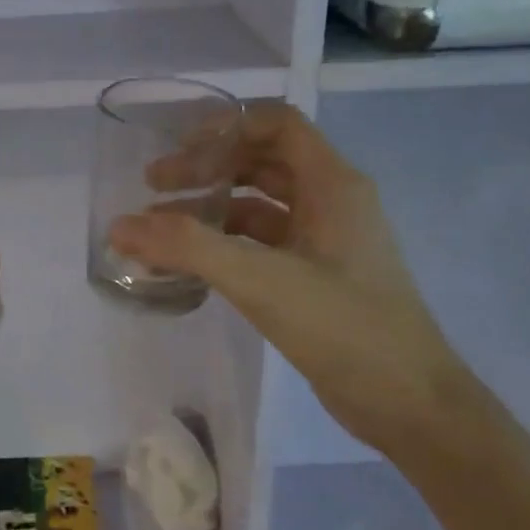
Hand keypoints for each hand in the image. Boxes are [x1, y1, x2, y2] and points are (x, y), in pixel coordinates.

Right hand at [109, 104, 479, 456]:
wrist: (409, 405)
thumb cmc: (344, 328)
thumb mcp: (261, 280)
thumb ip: (189, 248)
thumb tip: (119, 226)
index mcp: (333, 184)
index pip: (276, 124)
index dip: (226, 125)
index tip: (177, 146)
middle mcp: (331, 202)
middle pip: (261, 161)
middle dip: (207, 167)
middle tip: (154, 186)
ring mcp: (324, 241)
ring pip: (259, 205)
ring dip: (211, 207)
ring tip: (159, 226)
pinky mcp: (314, 277)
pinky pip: (261, 244)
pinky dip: (225, 244)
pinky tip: (190, 262)